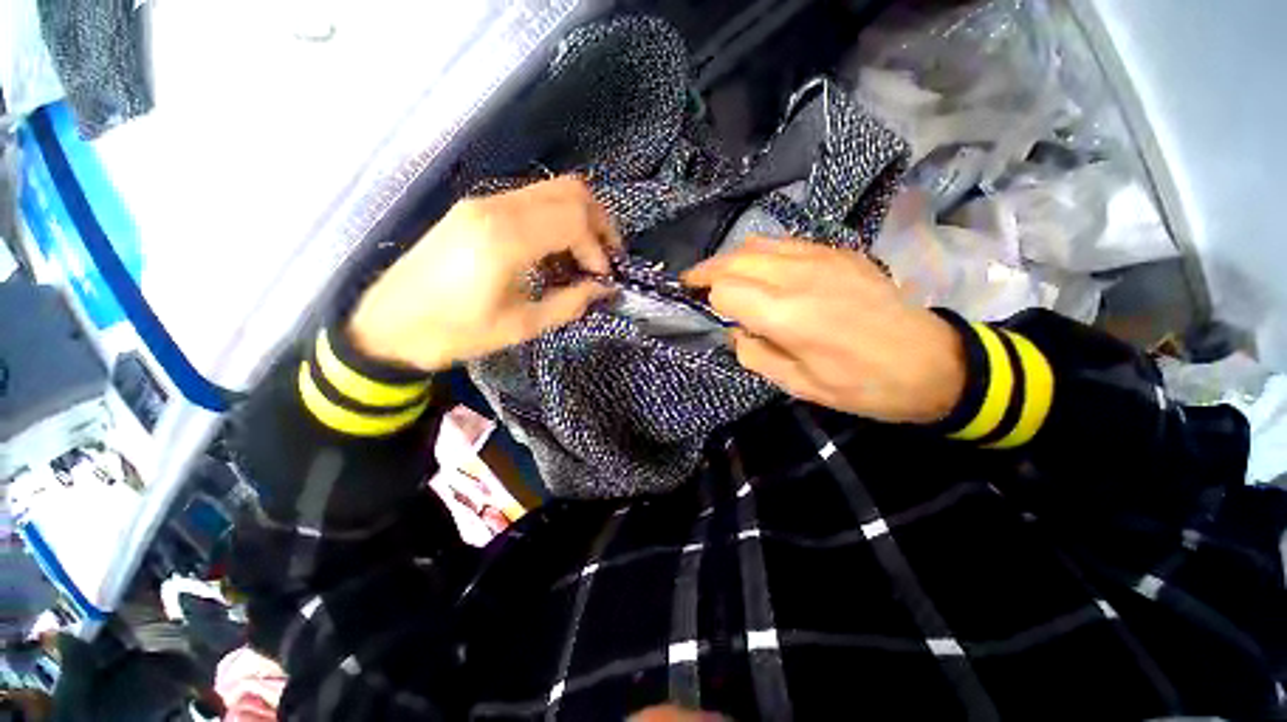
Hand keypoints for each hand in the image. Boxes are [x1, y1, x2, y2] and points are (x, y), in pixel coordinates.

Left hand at [349, 177, 619, 371]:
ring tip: (584, 258)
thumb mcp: (519, 327)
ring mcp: (483, 203)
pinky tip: (555, 253)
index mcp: (504, 239)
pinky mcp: (475, 209)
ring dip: (579, 219)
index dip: (598, 249)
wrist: (387, 325)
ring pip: (551, 190)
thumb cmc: (453, 333)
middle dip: (600, 222)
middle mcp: (495, 208)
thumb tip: (603, 290)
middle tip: (606, 257)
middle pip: (569, 190)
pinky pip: (531, 201)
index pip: (574, 220)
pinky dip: (556, 220)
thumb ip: (568, 304)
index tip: (603, 278)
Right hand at [684, 238, 965, 423]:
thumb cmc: (862, 384)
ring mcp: (822, 257)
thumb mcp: (798, 384)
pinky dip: (761, 253)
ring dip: (731, 258)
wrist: (931, 362)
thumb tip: (734, 331)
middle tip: (693, 283)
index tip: (700, 307)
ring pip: (757, 243)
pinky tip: (762, 270)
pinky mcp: (839, 252)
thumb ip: (754, 354)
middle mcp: (799, 276)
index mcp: (787, 315)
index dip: (707, 298)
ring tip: (722, 274)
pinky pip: (785, 242)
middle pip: (734, 258)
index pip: (725, 289)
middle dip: (707, 270)